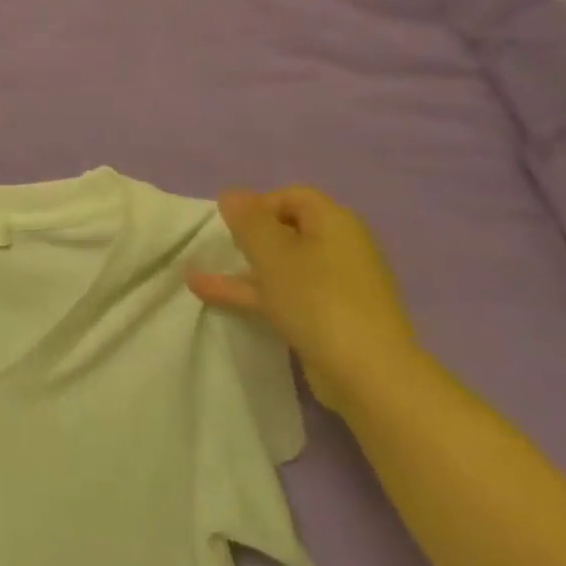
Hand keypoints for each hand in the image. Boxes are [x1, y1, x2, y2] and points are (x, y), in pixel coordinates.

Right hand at [187, 186, 420, 412]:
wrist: (366, 372)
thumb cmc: (316, 300)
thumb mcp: (273, 253)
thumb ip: (248, 220)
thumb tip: (232, 193)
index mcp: (334, 223)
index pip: (292, 196)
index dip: (258, 204)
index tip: (230, 226)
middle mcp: (340, 247)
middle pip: (288, 229)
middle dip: (250, 236)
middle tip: (220, 247)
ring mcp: (335, 284)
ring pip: (282, 265)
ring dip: (243, 267)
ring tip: (199, 272)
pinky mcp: (327, 316)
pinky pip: (284, 293)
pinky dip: (251, 292)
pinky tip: (212, 296)